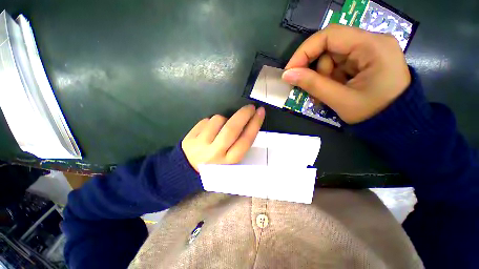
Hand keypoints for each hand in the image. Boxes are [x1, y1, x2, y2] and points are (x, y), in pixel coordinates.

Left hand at [182, 105, 264, 171]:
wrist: (190, 170)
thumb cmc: (217, 164)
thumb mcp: (232, 160)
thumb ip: (240, 144)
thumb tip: (249, 122)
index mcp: (229, 162)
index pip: (245, 140)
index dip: (255, 124)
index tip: (260, 112)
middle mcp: (215, 154)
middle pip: (232, 128)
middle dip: (244, 114)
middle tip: (250, 107)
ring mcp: (200, 145)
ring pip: (218, 120)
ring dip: (224, 119)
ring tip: (221, 128)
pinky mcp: (190, 138)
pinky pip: (206, 120)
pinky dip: (211, 122)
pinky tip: (209, 131)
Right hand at [282, 24, 410, 123]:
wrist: (396, 124)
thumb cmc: (373, 114)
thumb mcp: (340, 100)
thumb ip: (312, 85)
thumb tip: (287, 75)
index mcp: (372, 46)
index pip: (330, 35)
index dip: (304, 51)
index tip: (289, 71)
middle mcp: (372, 42)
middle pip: (329, 48)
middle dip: (315, 71)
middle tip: (308, 89)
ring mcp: (369, 51)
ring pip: (331, 59)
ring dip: (321, 78)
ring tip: (323, 96)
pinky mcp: (364, 61)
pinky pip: (337, 66)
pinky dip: (329, 79)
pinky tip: (331, 92)